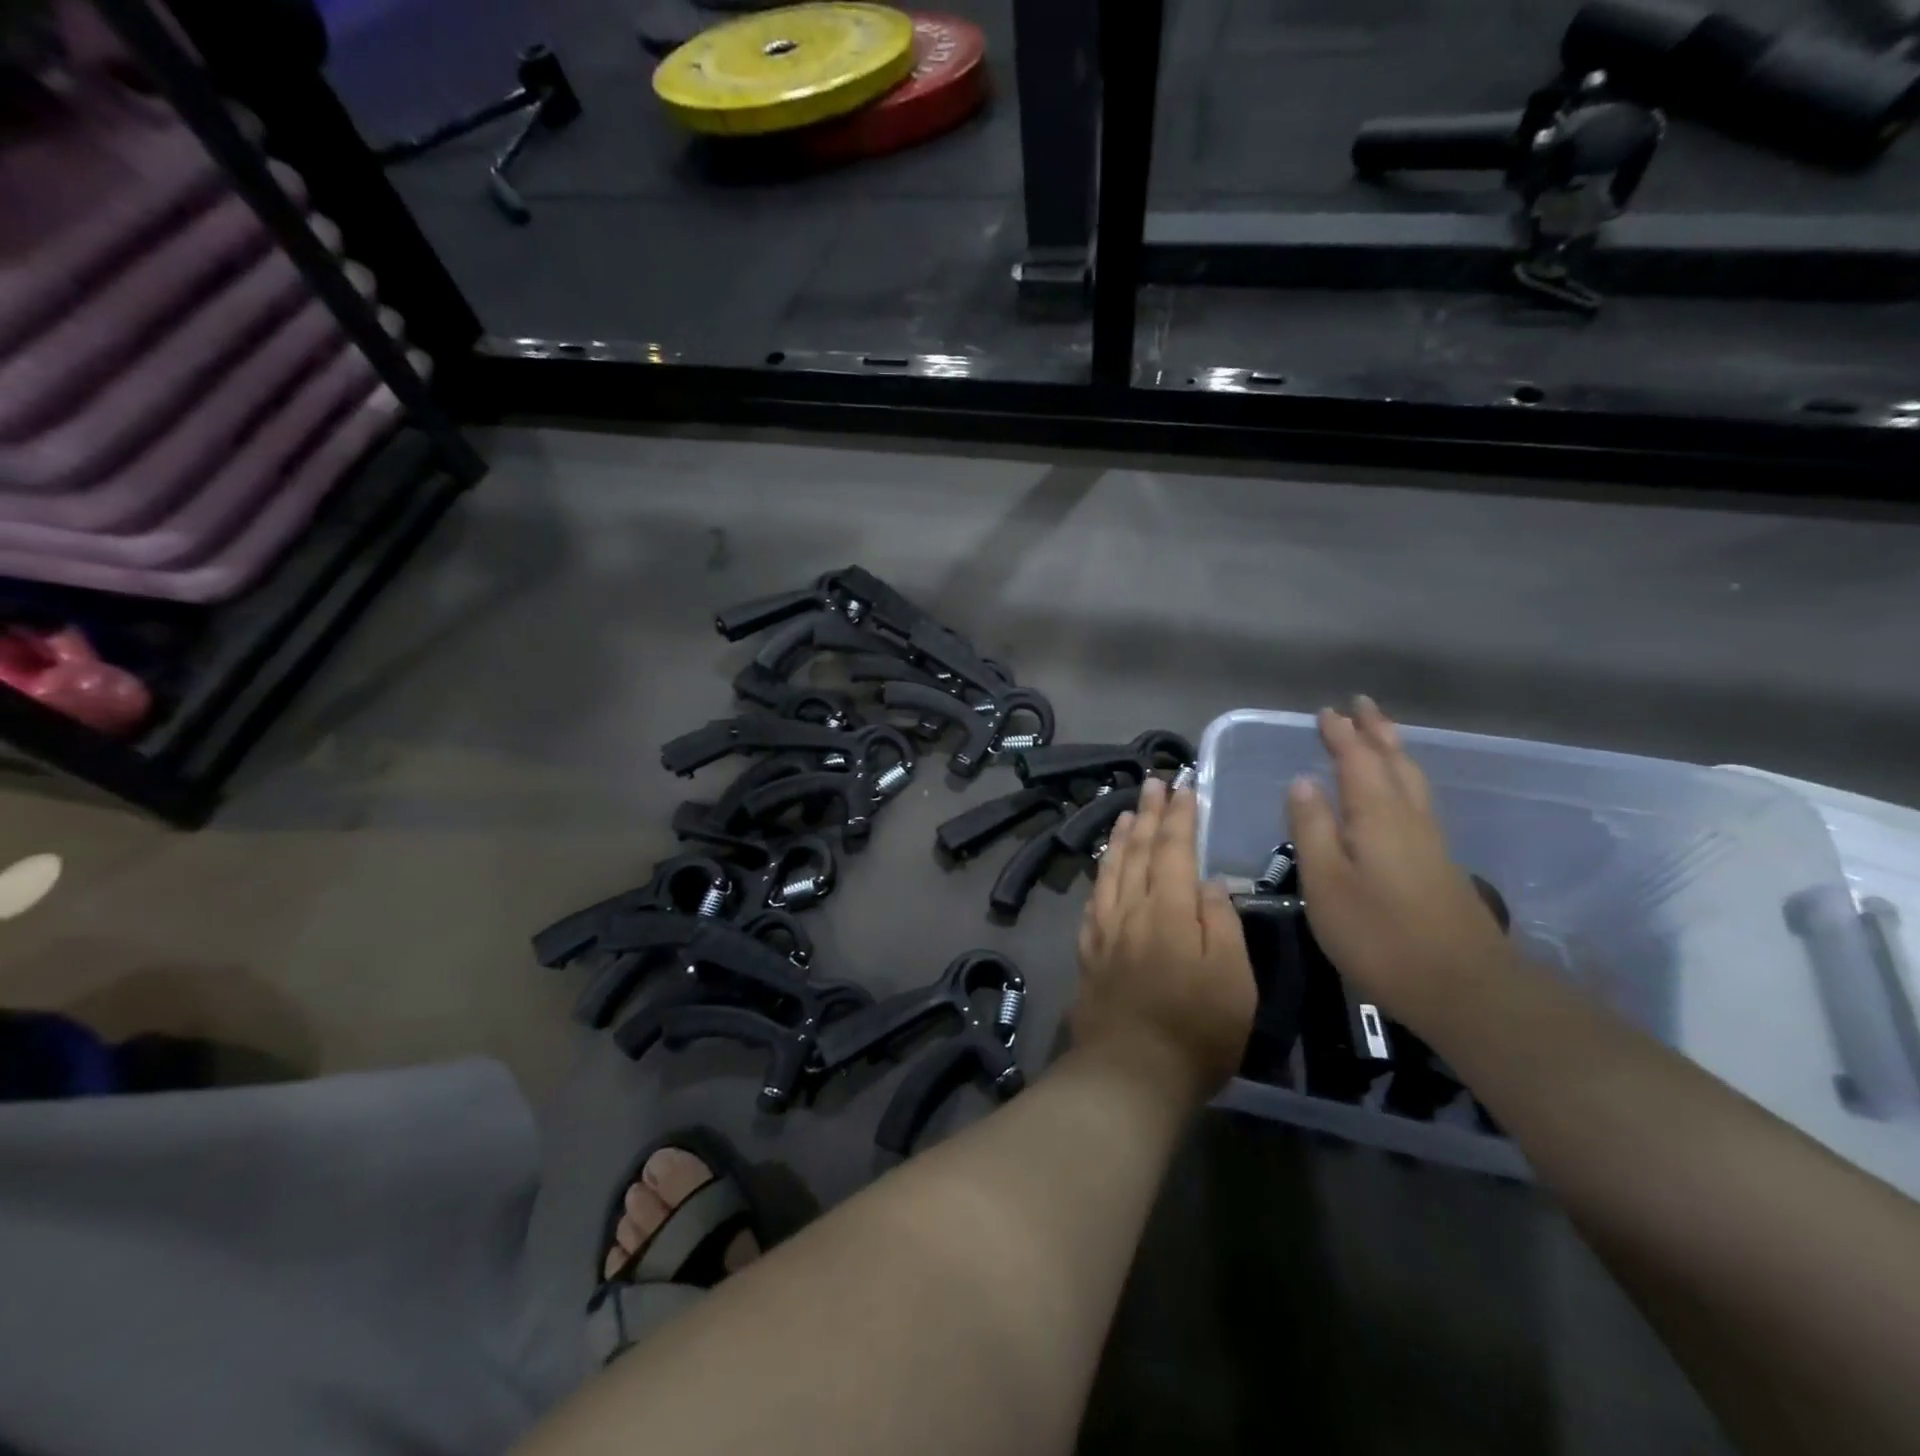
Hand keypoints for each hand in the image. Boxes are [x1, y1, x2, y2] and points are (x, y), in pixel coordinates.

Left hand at [1072, 777, 1256, 1106]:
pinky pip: (1094, 898)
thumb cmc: (1197, 1030)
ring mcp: (1104, 929)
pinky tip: (1103, 867)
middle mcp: (1131, 909)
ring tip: (1126, 812)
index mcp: (1168, 910)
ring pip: (1111, 870)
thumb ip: (1220, 921)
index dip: (1180, 817)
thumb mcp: (1232, 978)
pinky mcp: (1089, 951)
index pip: (1174, 850)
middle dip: (1148, 814)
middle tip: (1153, 783)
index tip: (1184, 787)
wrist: (1130, 1073)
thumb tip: (1207, 880)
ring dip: (1120, 837)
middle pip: (1138, 851)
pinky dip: (1101, 873)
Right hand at [1289, 697, 1512, 1020]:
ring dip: (1393, 750)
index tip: (1326, 712)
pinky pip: (1417, 800)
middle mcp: (1408, 818)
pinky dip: (1402, 778)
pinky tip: (1397, 793)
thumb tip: (1302, 781)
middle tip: (1361, 704)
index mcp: (1378, 816)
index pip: (1357, 761)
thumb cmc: (1380, 935)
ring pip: (1411, 780)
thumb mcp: (1327, 883)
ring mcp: (1429, 841)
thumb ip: (1312, 829)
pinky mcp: (1438, 864)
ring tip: (1381, 734)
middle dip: (1375, 731)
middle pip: (1394, 761)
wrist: (1464, 988)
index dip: (1341, 735)